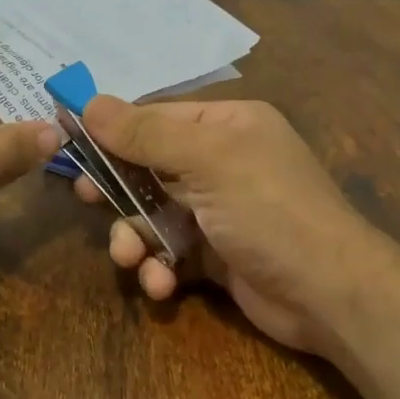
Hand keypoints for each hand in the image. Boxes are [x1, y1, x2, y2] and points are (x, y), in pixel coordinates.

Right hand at [74, 96, 379, 352]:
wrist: (331, 295)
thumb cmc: (270, 210)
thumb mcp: (208, 160)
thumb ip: (146, 133)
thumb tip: (89, 103)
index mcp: (225, 125)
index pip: (153, 118)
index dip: (110, 132)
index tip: (69, 144)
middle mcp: (220, 163)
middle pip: (146, 168)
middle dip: (117, 190)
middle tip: (86, 199)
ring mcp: (216, 211)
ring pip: (151, 216)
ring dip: (133, 239)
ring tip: (129, 259)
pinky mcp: (214, 255)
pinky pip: (168, 252)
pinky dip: (159, 268)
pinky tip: (161, 284)